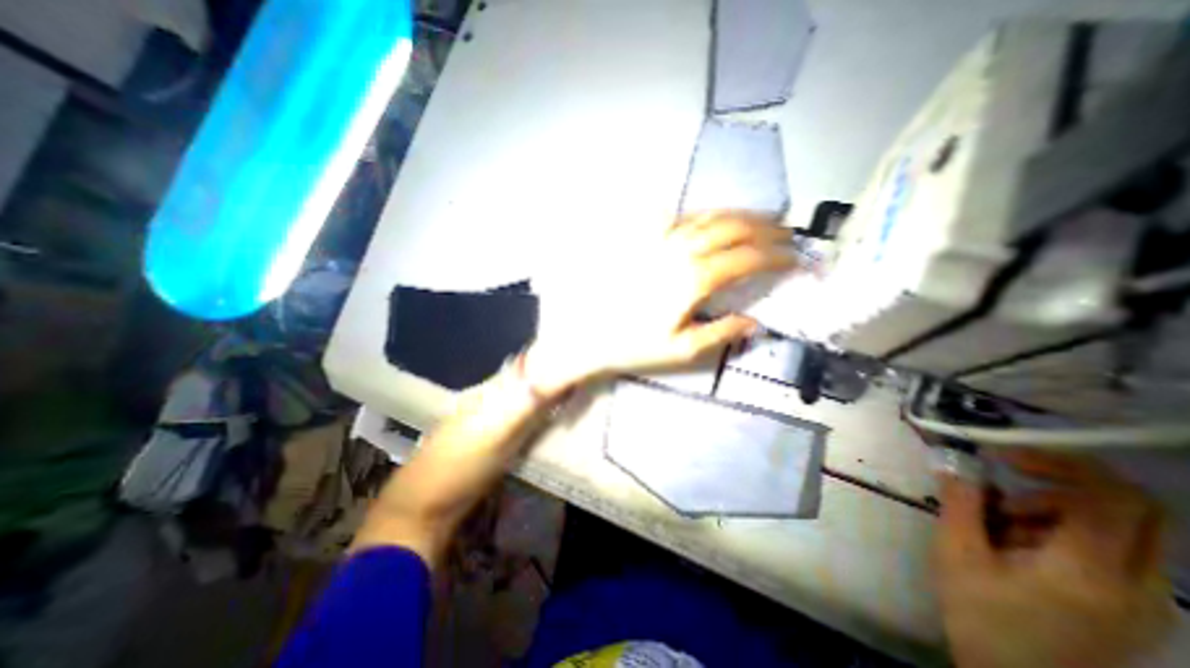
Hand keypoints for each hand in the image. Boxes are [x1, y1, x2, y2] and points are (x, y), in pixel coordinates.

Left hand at [524, 210, 792, 393]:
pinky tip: (710, 220)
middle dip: (764, 227)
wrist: (589, 335)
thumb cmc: (634, 346)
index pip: (745, 259)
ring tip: (760, 220)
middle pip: (730, 228)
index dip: (776, 257)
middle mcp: (679, 252)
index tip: (796, 259)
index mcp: (692, 280)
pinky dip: (701, 215)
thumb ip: (722, 333)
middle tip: (786, 232)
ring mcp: (658, 242)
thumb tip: (756, 322)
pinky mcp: (641, 241)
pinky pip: (676, 218)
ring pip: (706, 217)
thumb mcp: (682, 350)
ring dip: (737, 215)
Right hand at [939, 450, 1168, 667]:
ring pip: (1122, 527)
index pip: (1114, 498)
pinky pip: (1112, 548)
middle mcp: (1139, 586)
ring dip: (1057, 508)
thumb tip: (954, 463)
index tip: (1006, 457)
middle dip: (1066, 481)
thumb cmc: (981, 618)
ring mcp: (1145, 600)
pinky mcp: (1134, 606)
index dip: (1062, 463)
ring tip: (1001, 522)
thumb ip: (960, 503)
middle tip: (1011, 478)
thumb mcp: (956, 554)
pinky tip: (1018, 544)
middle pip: (1136, 509)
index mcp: (1091, 572)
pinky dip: (1063, 530)